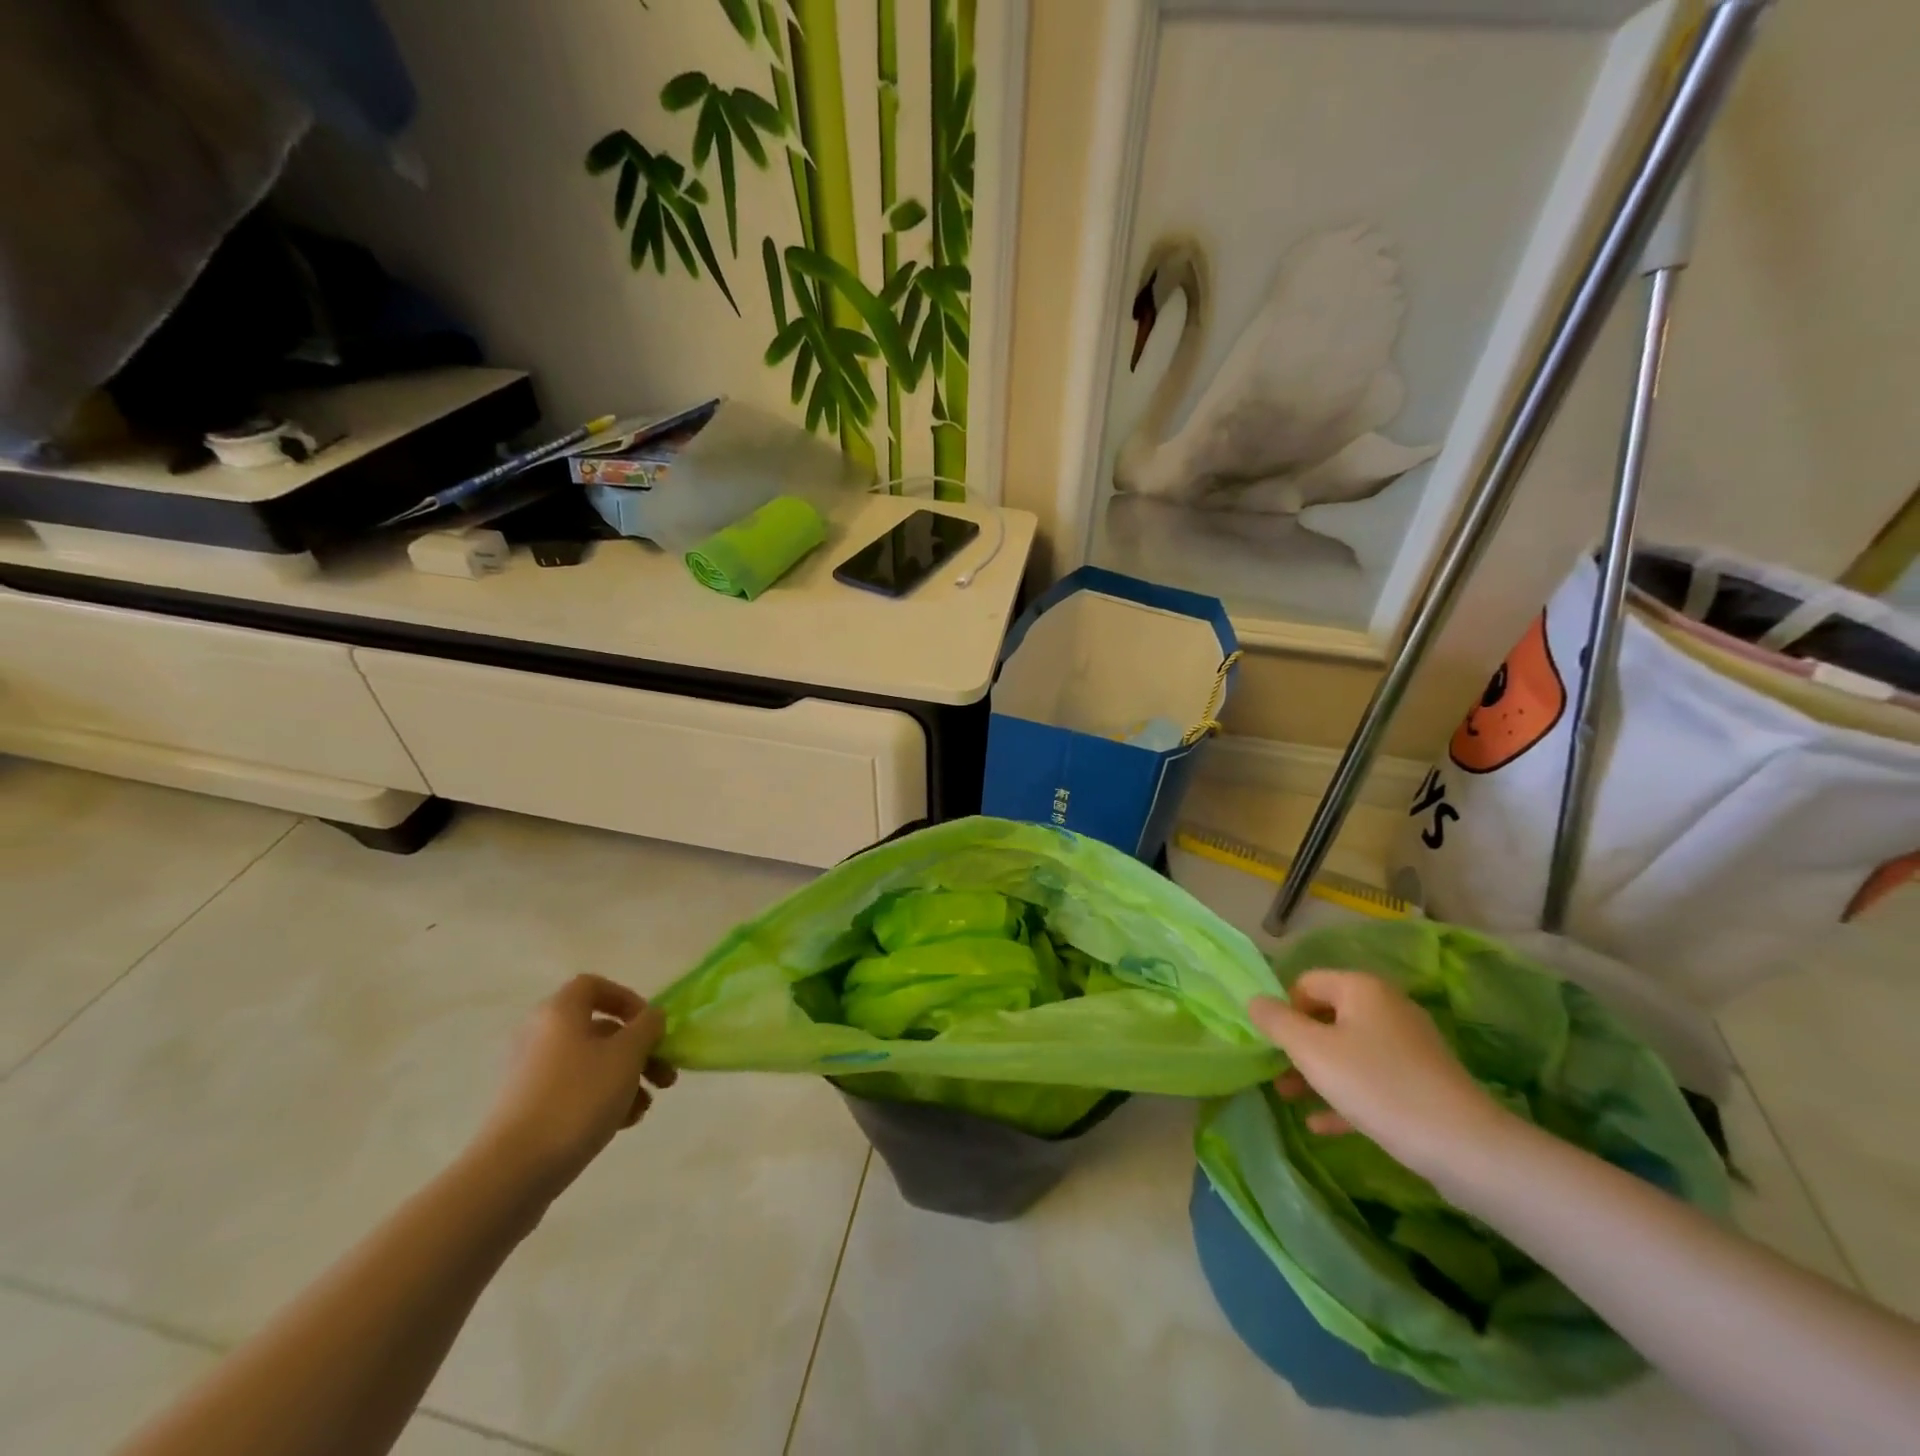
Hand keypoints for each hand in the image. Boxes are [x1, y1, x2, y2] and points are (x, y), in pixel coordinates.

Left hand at [478, 975, 675, 1198]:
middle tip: (664, 1076)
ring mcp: (529, 1074)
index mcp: (559, 1012)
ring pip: (589, 1063)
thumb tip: (651, 1017)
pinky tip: (622, 1124)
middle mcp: (539, 1035)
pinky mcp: (525, 1108)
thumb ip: (647, 1028)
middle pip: (598, 1029)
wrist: (514, 1170)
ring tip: (645, 1108)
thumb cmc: (578, 1098)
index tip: (650, 1026)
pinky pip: (572, 1090)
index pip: (594, 986)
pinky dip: (600, 1099)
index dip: (627, 999)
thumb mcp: (627, 1055)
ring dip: (625, 1078)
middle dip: (638, 1050)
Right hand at [1248, 971, 1509, 1179]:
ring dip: (1315, 1073)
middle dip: (1297, 1046)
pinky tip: (1321, 1124)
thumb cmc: (1376, 1085)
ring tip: (1289, 1099)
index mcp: (1361, 988)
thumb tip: (1254, 1000)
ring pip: (1348, 1051)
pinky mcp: (1423, 1082)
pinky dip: (1345, 1095)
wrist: (1464, 1146)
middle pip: (1327, 1017)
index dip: (1283, 1010)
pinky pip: (1372, 1080)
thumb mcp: (1312, 1051)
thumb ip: (1277, 1022)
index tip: (1270, 1044)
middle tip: (1275, 1074)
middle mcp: (1387, 1007)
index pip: (1306, 982)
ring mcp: (1409, 1046)